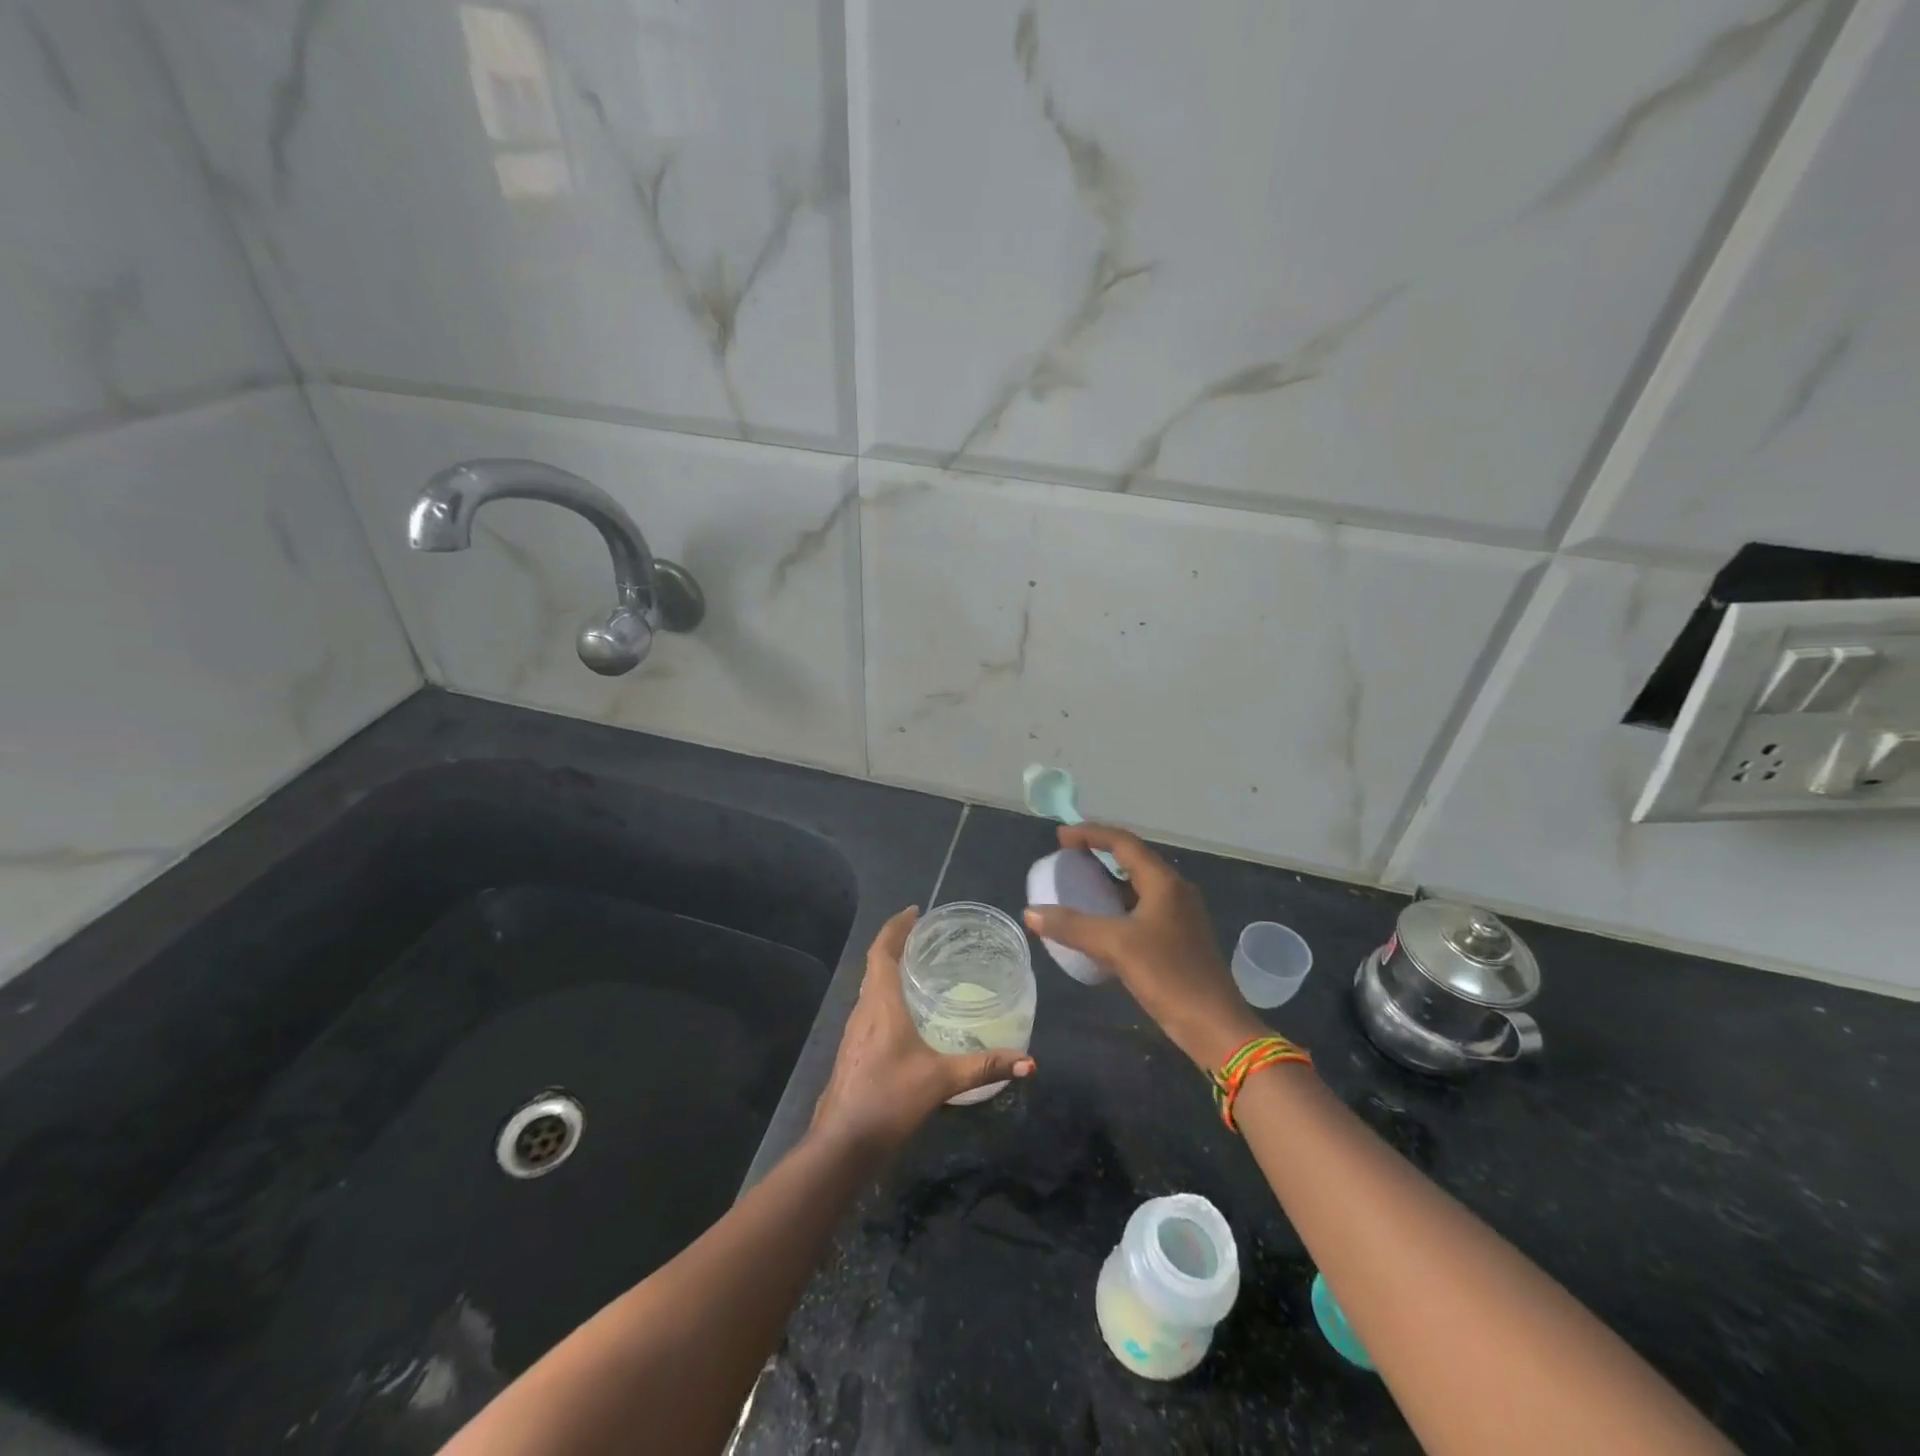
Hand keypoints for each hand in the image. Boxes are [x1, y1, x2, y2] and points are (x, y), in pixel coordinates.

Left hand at [812, 906, 1035, 1154]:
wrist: (842, 1144)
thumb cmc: (889, 1100)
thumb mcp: (941, 1080)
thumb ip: (984, 1067)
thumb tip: (1029, 1061)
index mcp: (881, 1004)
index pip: (882, 951)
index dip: (895, 927)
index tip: (915, 911)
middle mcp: (864, 1010)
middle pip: (875, 964)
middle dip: (896, 943)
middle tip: (925, 934)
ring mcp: (854, 1031)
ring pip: (870, 986)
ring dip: (889, 968)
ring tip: (919, 964)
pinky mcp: (853, 1050)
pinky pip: (870, 1006)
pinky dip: (886, 993)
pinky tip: (905, 1011)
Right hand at [1024, 824, 1264, 1070]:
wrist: (1214, 1026)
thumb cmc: (1168, 976)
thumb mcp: (1115, 947)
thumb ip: (1072, 927)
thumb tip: (1030, 912)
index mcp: (1163, 882)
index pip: (1123, 842)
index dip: (1090, 834)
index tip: (1060, 836)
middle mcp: (1174, 891)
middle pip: (1132, 859)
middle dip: (1098, 854)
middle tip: (1066, 858)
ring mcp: (1179, 915)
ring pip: (1137, 886)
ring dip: (1107, 881)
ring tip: (1077, 886)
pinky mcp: (1178, 938)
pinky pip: (1141, 909)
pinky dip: (1117, 906)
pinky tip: (1099, 923)